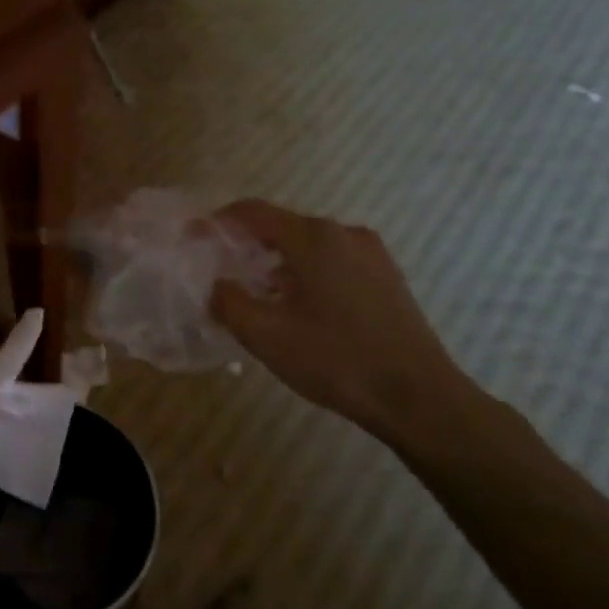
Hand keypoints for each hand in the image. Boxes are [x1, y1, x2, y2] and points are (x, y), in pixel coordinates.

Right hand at [210, 201, 480, 448]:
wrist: (417, 396)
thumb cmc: (336, 360)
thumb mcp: (267, 336)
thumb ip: (229, 303)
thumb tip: (216, 286)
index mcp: (314, 239)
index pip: (252, 212)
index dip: (216, 223)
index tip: (192, 239)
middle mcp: (344, 234)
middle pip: (281, 227)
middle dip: (245, 246)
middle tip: (219, 272)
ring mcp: (371, 254)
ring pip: (308, 247)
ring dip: (275, 263)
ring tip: (253, 295)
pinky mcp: (385, 277)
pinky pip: (332, 262)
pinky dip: (304, 274)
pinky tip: (295, 307)